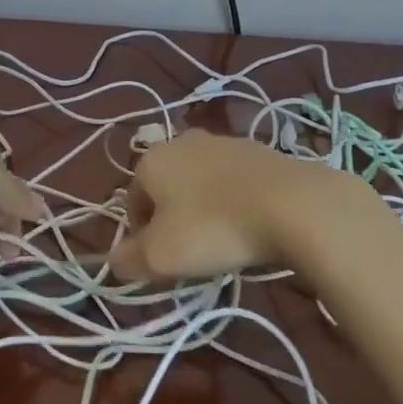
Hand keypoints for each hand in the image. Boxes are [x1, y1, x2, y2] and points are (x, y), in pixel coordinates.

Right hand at [109, 129, 352, 281]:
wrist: (290, 204)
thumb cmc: (212, 228)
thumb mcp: (161, 256)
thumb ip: (130, 259)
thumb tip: (112, 261)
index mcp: (153, 160)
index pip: (133, 199)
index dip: (141, 234)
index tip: (161, 262)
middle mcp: (183, 141)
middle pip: (167, 186)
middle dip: (173, 217)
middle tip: (190, 253)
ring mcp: (224, 141)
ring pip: (201, 181)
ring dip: (204, 207)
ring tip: (222, 241)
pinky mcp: (259, 150)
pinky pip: (234, 180)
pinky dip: (234, 201)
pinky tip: (250, 225)